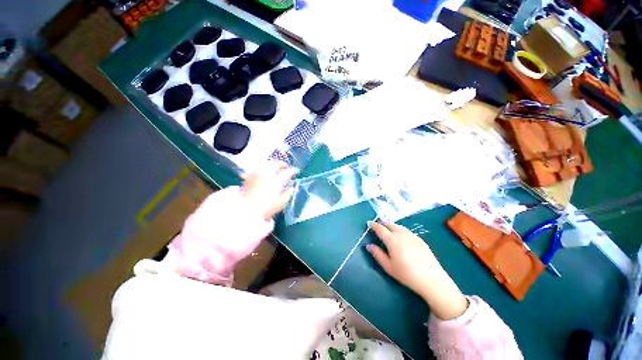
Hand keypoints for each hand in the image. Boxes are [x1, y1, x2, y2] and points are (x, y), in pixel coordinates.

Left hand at [240, 161, 296, 219]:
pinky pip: (255, 167)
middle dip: (282, 164)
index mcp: (277, 181)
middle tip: (285, 166)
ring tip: (273, 166)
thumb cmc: (266, 208)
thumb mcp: (280, 203)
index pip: (287, 173)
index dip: (293, 171)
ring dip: (271, 163)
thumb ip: (288, 194)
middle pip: (275, 164)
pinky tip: (262, 170)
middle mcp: (267, 174)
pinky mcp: (249, 177)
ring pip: (265, 163)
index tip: (296, 171)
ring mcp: (257, 174)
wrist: (246, 210)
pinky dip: (260, 166)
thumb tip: (292, 188)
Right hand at [367, 221, 468, 319]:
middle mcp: (401, 234)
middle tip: (378, 225)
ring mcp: (412, 236)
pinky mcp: (420, 239)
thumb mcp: (388, 266)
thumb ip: (377, 254)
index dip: (374, 225)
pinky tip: (402, 236)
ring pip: (399, 227)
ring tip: (388, 228)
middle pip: (390, 224)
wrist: (431, 279)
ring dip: (392, 226)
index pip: (380, 228)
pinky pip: (407, 231)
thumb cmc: (406, 274)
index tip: (369, 223)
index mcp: (392, 240)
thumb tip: (369, 245)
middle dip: (383, 223)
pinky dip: (401, 230)